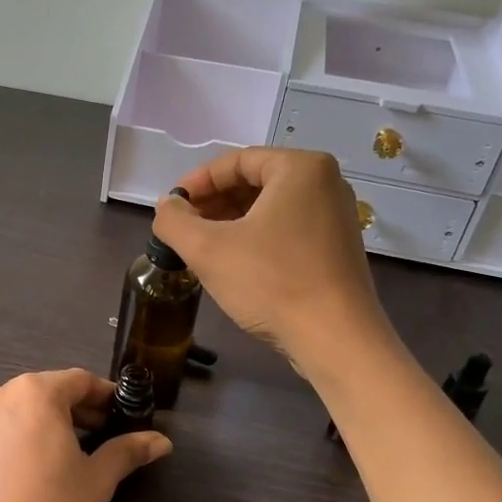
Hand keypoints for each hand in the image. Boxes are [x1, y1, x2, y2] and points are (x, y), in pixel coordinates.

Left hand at [0, 369, 171, 501]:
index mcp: (39, 393)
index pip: (81, 382)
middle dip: (74, 411)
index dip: (106, 398)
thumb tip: (162, 440)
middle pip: (46, 394)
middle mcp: (2, 395)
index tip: (122, 417)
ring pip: (9, 410)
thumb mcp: (97, 482)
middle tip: (98, 439)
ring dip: (31, 419)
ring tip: (50, 442)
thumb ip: (126, 452)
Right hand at [152, 148, 396, 365]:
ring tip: (200, 247)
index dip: (196, 182)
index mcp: (300, 168)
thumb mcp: (207, 249)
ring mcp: (336, 216)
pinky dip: (255, 237)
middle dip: (213, 203)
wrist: (334, 339)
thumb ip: (174, 221)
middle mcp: (325, 183)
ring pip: (270, 207)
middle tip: (183, 227)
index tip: (171, 206)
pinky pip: (287, 229)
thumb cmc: (271, 282)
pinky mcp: (336, 248)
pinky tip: (232, 263)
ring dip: (231, 222)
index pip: (236, 161)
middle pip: (255, 181)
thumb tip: (166, 206)